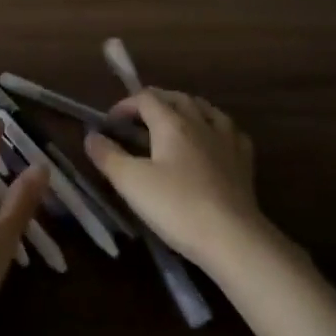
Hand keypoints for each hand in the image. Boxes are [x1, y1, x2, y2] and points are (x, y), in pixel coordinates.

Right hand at [83, 89, 277, 274]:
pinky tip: (214, 139)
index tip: (110, 123)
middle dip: (155, 101)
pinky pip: (230, 131)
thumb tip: (91, 136)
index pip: (146, 98)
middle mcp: (201, 123)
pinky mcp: (244, 162)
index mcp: (172, 123)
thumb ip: (108, 156)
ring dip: (186, 108)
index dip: (125, 105)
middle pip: (177, 98)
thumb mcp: (131, 182)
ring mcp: (227, 141)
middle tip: (138, 117)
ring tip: (175, 119)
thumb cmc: (177, 206)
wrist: (232, 237)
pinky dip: (216, 127)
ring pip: (206, 109)